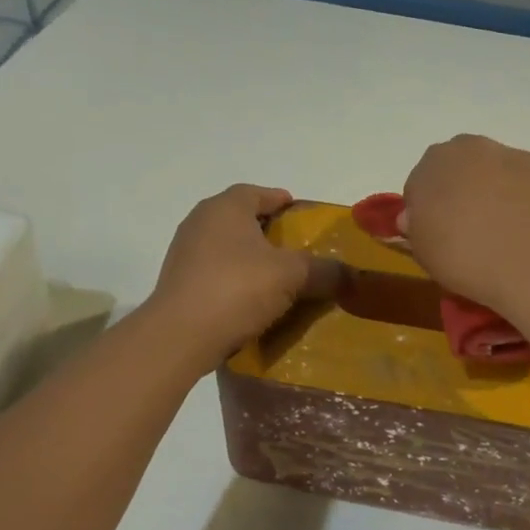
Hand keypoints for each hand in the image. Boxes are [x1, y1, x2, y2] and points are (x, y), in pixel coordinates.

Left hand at [147, 185, 340, 366]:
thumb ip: (323, 270)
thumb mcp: (291, 276)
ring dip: (250, 257)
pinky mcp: (178, 283)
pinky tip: (252, 299)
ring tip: (277, 276)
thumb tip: (351, 274)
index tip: (300, 214)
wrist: (180, 336)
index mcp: (225, 207)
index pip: (257, 193)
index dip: (281, 201)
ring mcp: (184, 253)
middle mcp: (200, 222)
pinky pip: (215, 273)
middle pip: (240, 219)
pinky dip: (234, 279)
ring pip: (226, 247)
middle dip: (267, 231)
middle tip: (295, 247)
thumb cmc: (237, 289)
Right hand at [401, 135, 529, 306]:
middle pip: (459, 167)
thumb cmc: (465, 258)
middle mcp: (469, 149)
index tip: (437, 235)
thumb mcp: (423, 252)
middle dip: (461, 190)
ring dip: (496, 191)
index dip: (427, 210)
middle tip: (469, 228)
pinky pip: (527, 182)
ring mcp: (511, 155)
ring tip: (505, 232)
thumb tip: (416, 217)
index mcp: (431, 166)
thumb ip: (417, 228)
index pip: (420, 184)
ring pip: (496, 171)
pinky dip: (526, 198)